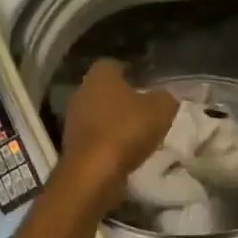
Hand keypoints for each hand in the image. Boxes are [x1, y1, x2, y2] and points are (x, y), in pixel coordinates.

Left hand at [59, 61, 177, 194]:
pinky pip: (95, 136)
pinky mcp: (71, 145)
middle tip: (145, 108)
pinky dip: (108, 141)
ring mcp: (73, 119)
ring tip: (138, 133)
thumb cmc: (127, 130)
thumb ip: (165, 97)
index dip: (131, 72)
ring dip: (115, 121)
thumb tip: (164, 97)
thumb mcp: (161, 108)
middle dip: (123, 98)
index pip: (114, 64)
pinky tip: (124, 151)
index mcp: (100, 75)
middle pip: (105, 90)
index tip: (147, 84)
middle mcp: (81, 91)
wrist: (93, 174)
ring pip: (98, 113)